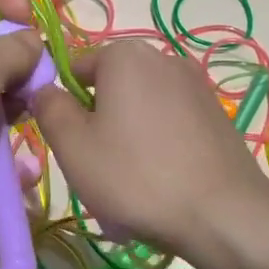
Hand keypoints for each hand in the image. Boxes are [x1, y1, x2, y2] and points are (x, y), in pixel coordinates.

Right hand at [31, 40, 268, 258]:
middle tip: (98, 167)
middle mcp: (163, 57)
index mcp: (124, 55)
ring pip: (141, 107)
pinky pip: (171, 122)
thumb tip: (45, 89)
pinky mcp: (216, 112)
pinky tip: (162, 181)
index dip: (63, 106)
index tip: (69, 145)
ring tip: (132, 181)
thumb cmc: (136, 176)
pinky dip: (159, 144)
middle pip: (110, 87)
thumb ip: (49, 108)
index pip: (75, 69)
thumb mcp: (73, 147)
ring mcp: (195, 84)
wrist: (223, 213)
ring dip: (128, 136)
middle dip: (99, 122)